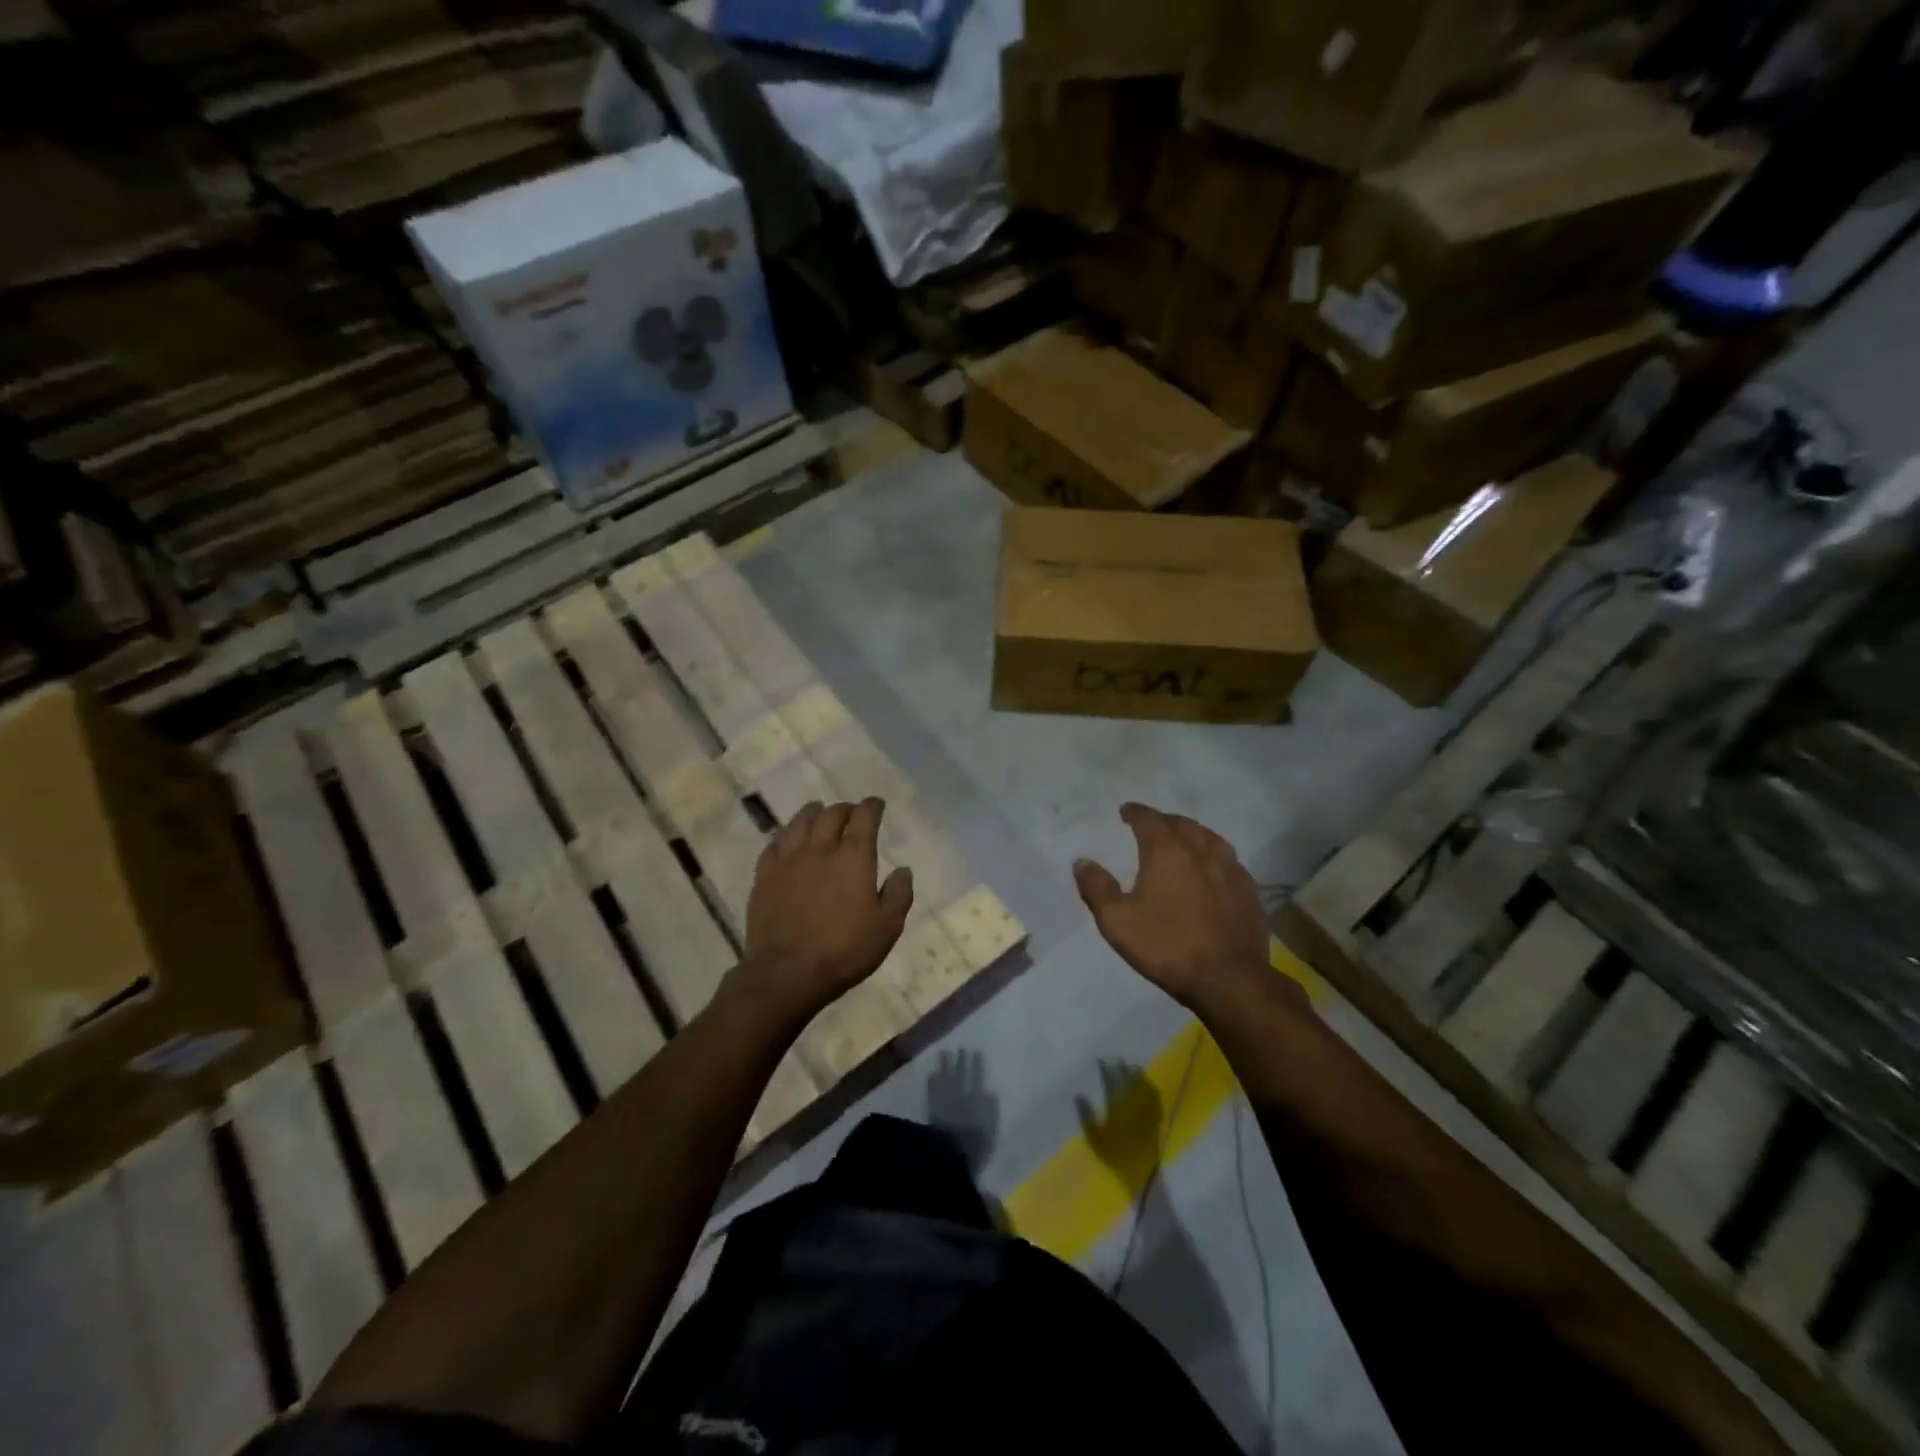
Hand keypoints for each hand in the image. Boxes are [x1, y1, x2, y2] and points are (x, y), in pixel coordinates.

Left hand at [732, 798, 912, 1027]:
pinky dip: (785, 834)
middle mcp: (820, 848)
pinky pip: (774, 843)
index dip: (872, 806)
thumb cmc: (844, 950)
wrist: (787, 972)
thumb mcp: (887, 927)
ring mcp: (788, 859)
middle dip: (845, 808)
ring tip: (819, 812)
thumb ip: (898, 894)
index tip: (877, 804)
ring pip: (800, 821)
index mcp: (854, 856)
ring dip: (814, 813)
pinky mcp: (764, 875)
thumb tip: (903, 870)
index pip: (865, 817)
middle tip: (851, 813)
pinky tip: (787, 838)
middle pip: (832, 814)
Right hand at [1074, 804, 1271, 1012]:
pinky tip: (1212, 870)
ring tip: (1183, 841)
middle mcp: (1202, 850)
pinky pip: (1229, 861)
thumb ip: (1097, 888)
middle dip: (1164, 821)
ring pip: (1210, 838)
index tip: (1126, 811)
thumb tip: (1082, 862)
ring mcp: (1231, 870)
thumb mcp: (1117, 921)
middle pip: (1182, 824)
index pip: (1149, 819)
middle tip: (1152, 826)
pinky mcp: (1250, 891)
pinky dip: (1214, 857)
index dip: (1135, 812)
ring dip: (1193, 834)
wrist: (1229, 979)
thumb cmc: (1167, 945)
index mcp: (1168, 851)